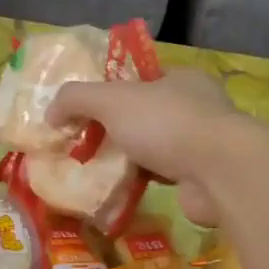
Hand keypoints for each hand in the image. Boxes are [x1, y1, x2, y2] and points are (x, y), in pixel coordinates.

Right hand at [48, 68, 245, 225]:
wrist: (219, 173)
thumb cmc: (166, 124)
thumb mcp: (112, 100)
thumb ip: (76, 99)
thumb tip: (50, 113)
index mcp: (181, 79)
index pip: (140, 80)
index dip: (109, 93)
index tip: (83, 112)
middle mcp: (196, 107)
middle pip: (144, 115)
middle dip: (114, 130)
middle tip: (83, 145)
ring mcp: (202, 144)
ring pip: (153, 148)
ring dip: (127, 159)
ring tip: (95, 171)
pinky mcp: (202, 177)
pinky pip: (162, 176)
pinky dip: (141, 182)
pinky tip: (118, 190)